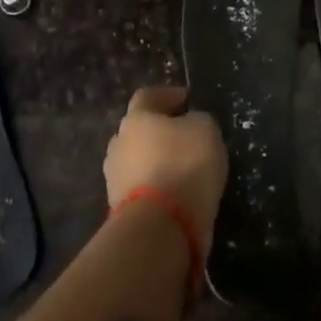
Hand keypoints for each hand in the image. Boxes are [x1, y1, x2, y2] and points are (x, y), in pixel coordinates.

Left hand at [104, 87, 229, 248]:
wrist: (160, 226)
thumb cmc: (184, 165)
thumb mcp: (206, 130)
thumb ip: (197, 120)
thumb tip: (189, 123)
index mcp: (136, 118)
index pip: (148, 96)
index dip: (168, 95)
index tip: (187, 100)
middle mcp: (118, 143)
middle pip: (138, 130)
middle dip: (159, 131)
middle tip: (184, 135)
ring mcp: (115, 177)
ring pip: (137, 160)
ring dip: (156, 161)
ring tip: (183, 168)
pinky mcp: (120, 208)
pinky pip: (142, 188)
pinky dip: (157, 187)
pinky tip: (176, 192)